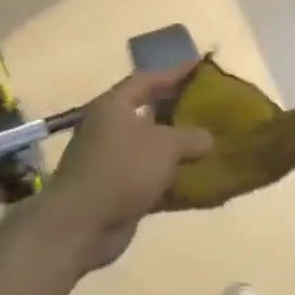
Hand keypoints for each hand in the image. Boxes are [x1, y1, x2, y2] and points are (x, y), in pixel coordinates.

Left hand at [42, 63, 213, 271]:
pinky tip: (202, 186)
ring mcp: (114, 162)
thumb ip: (192, 137)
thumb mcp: (165, 145)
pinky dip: (176, 182)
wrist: (82, 225)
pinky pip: (154, 180)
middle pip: (150, 113)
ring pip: (153, 149)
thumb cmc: (122, 169)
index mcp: (115, 106)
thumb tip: (208, 139)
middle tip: (211, 108)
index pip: (147, 80)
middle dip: (180, 112)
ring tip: (212, 145)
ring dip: (180, 150)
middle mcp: (111, 129)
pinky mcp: (120, 191)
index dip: (174, 73)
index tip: (200, 69)